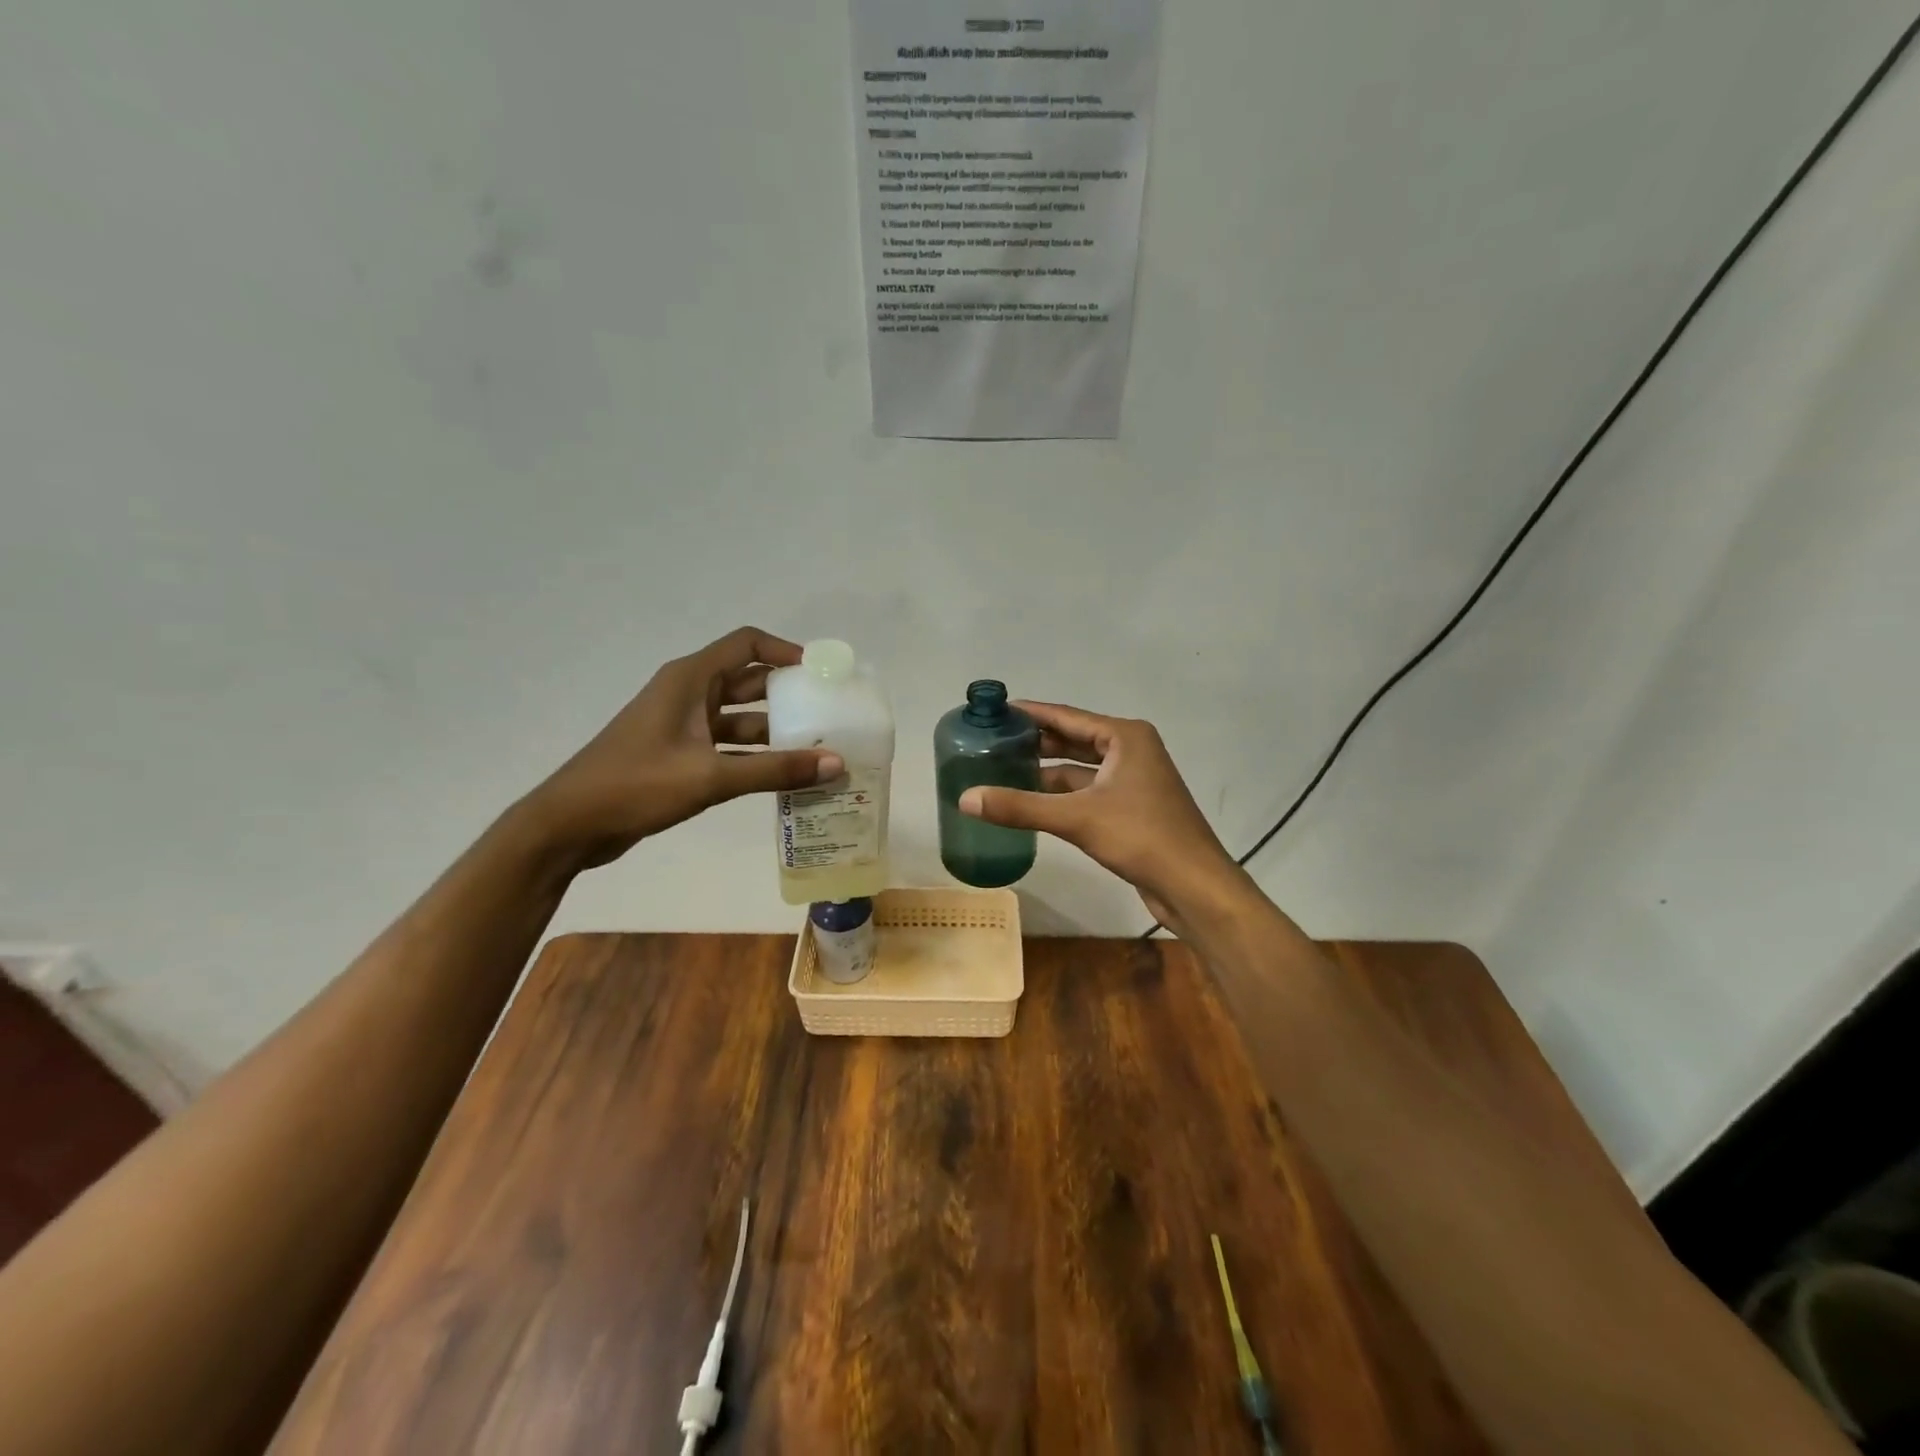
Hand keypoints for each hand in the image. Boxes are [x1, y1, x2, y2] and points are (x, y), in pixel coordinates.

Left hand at [523, 628, 843, 869]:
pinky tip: (785, 775)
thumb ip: (775, 770)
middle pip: (749, 681)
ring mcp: (682, 725)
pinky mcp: (679, 754)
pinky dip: (755, 756)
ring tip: (818, 749)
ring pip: (740, 718)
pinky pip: (728, 746)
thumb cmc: (636, 785)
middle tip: (830, 714)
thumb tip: (836, 764)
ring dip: (775, 731)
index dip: (786, 651)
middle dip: (789, 695)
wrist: (569, 825)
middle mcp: (688, 694)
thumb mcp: (710, 776)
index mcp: (690, 679)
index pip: (747, 644)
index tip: (821, 674)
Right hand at [957, 702, 1241, 930]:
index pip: (1067, 716)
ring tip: (1002, 772)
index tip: (995, 711)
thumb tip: (965, 798)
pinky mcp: (1132, 810)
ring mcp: (1133, 782)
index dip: (1030, 713)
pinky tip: (1031, 805)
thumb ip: (1020, 807)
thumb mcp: (1077, 818)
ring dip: (1046, 773)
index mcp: (1125, 737)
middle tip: (992, 743)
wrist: (1195, 886)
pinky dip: (1061, 797)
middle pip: (1073, 740)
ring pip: (1080, 771)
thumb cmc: (1141, 837)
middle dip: (1035, 743)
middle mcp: (1131, 751)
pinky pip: (1087, 794)